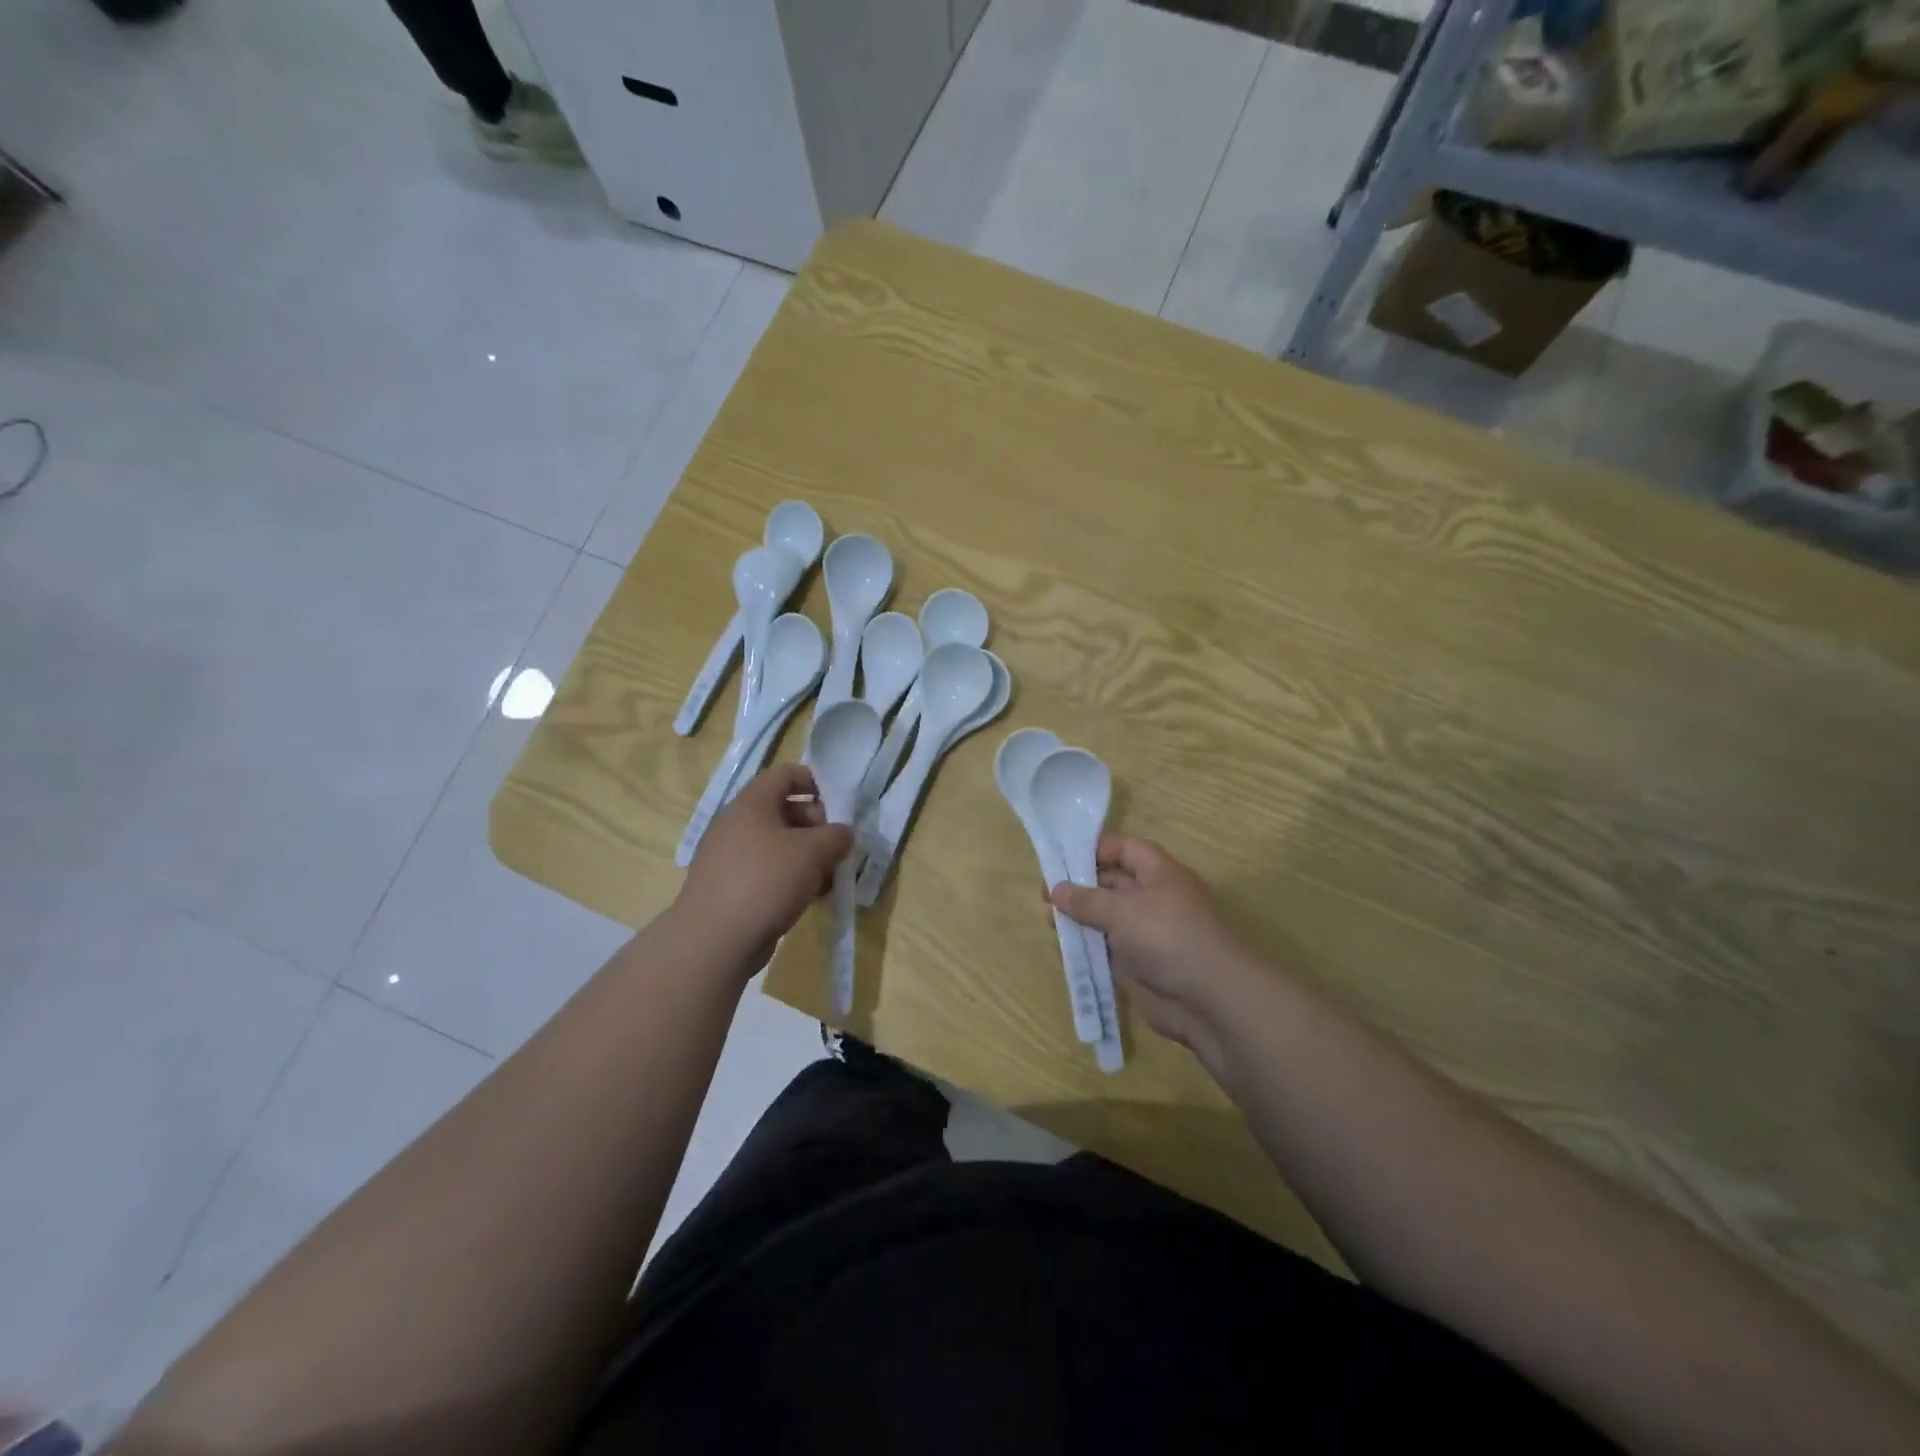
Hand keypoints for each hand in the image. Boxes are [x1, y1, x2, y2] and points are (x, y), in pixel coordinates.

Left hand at [677, 764, 852, 968]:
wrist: (714, 940)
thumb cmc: (766, 880)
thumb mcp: (814, 852)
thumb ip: (836, 836)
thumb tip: (843, 834)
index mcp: (752, 803)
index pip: (784, 774)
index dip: (814, 781)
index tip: (839, 804)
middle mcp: (737, 824)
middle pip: (784, 810)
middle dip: (816, 825)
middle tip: (837, 848)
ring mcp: (730, 857)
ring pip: (778, 845)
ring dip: (807, 856)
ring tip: (828, 878)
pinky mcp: (729, 887)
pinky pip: (766, 871)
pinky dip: (790, 878)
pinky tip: (808, 898)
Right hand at [1050, 835, 1254, 1078]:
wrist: (1210, 998)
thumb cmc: (1167, 937)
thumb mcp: (1122, 911)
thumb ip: (1086, 900)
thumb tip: (1056, 890)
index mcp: (1159, 873)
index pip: (1125, 849)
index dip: (1095, 850)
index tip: (1062, 859)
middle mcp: (1154, 898)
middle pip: (1113, 883)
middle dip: (1080, 887)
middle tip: (1046, 897)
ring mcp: (1149, 933)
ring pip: (1109, 918)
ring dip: (1081, 920)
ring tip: (1051, 924)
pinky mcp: (1143, 964)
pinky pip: (1110, 950)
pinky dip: (1090, 948)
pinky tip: (1066, 951)